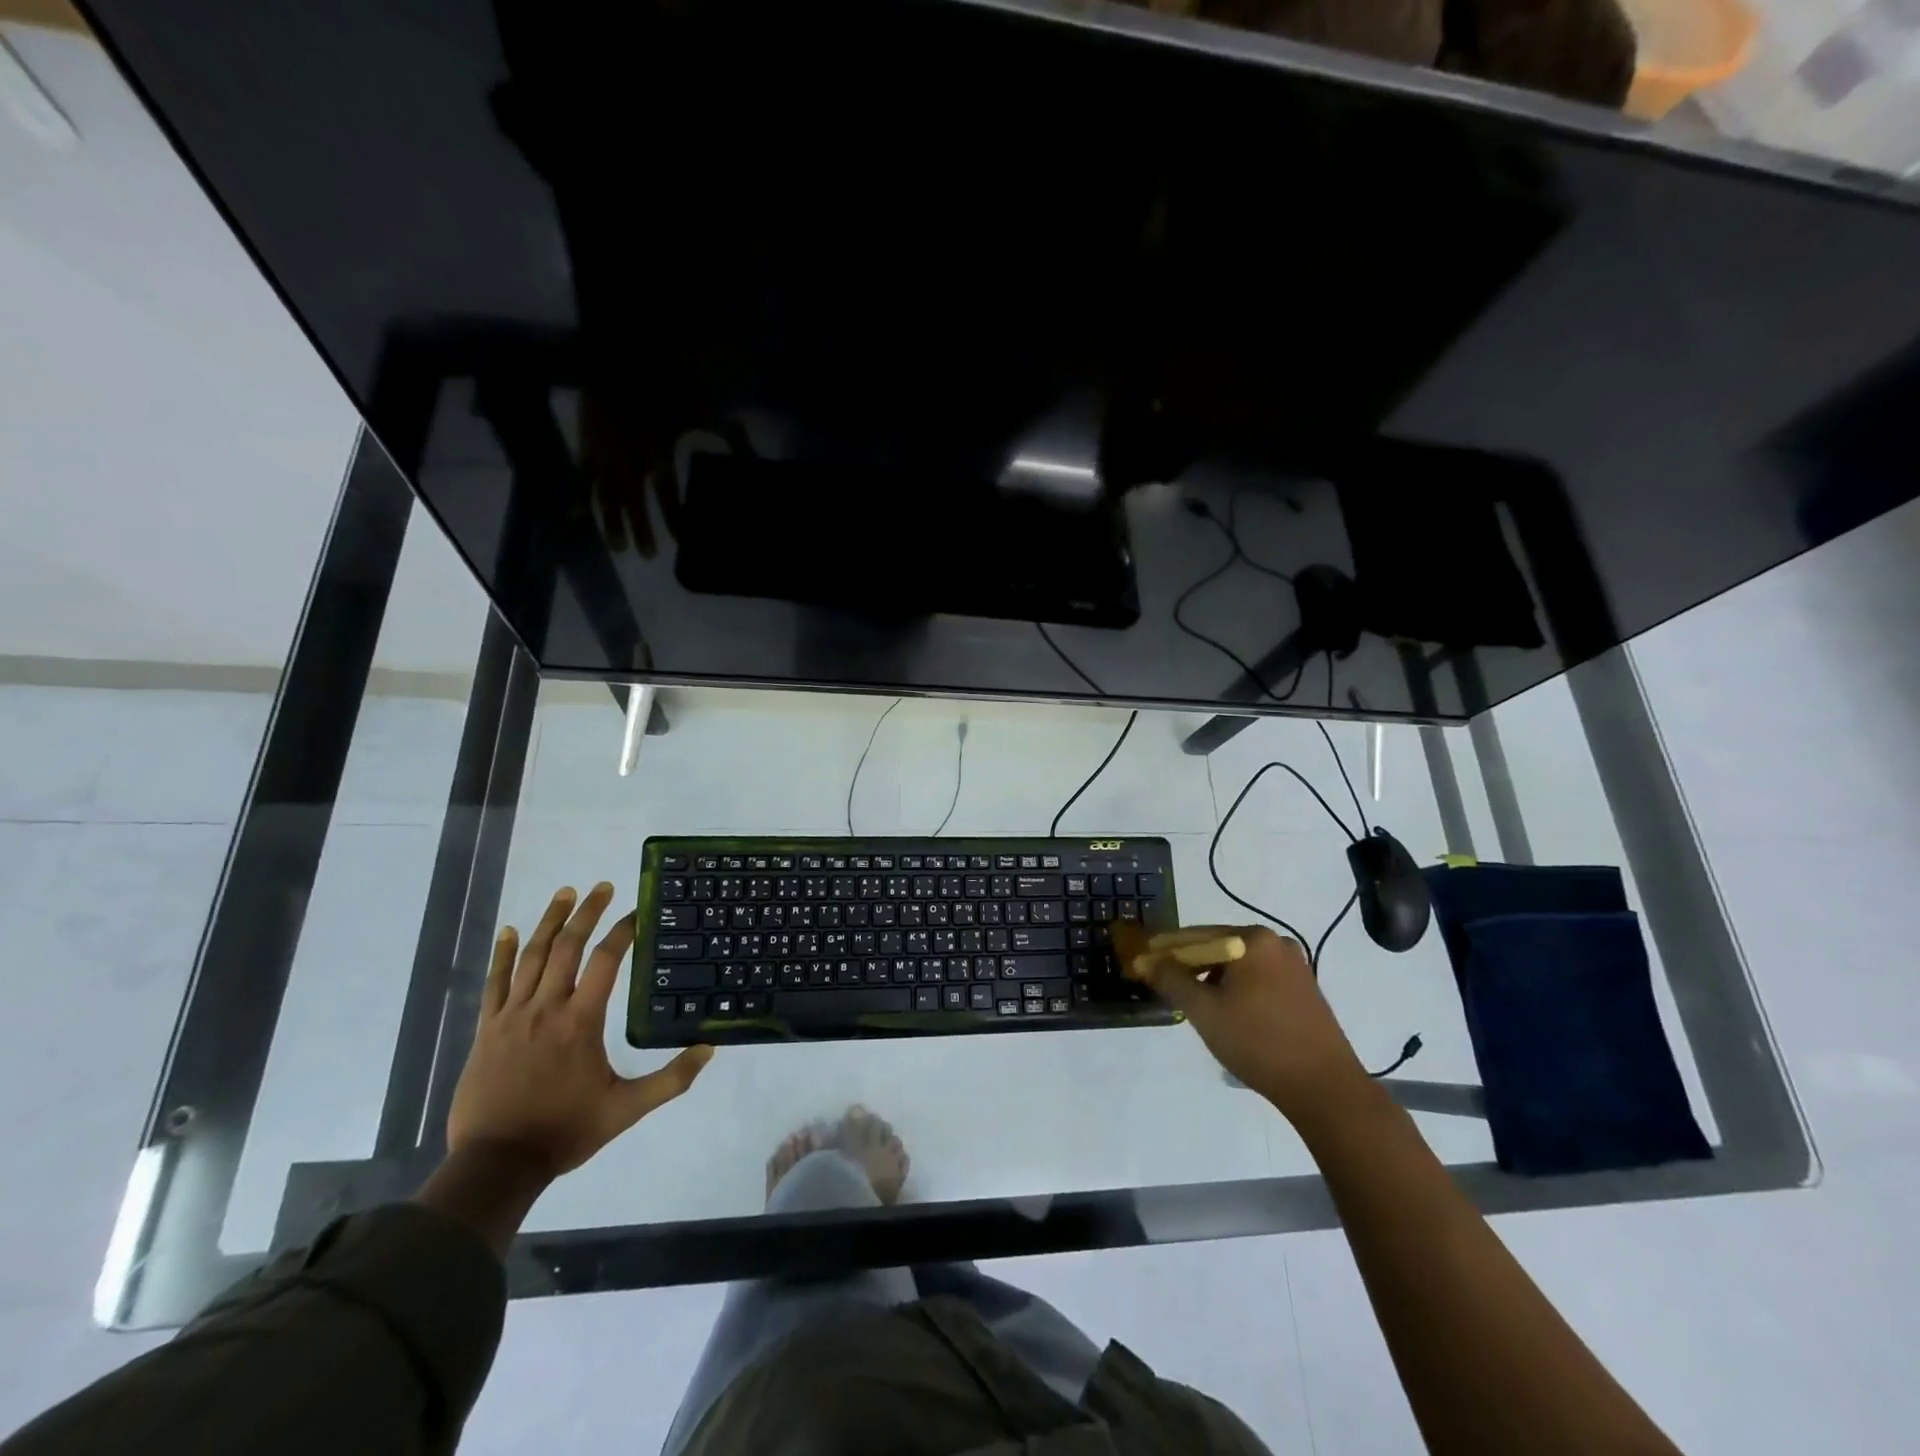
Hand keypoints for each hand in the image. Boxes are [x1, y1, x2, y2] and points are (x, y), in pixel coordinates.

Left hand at [448, 883, 712, 1178]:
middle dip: (587, 913)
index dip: (623, 932)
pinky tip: (507, 930)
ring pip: (531, 957)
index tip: (637, 912)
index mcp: (581, 1022)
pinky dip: (502, 954)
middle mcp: (547, 1008)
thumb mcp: (627, 1110)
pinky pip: (494, 983)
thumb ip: (670, 1079)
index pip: (606, 962)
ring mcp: (513, 1017)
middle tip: (602, 886)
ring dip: (549, 922)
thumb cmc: (565, 1131)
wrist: (496, 1164)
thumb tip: (710, 1049)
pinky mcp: (488, 1029)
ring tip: (565, 893)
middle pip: (567, 947)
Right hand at [1121, 924, 1370, 1124]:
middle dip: (1191, 966)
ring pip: (1239, 965)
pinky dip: (1238, 990)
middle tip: (1167, 988)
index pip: (1195, 936)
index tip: (1142, 963)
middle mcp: (1276, 942)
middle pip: (1218, 947)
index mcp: (1253, 939)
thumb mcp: (1204, 1010)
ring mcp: (1295, 965)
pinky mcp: (1305, 988)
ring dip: (1215, 981)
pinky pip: (1259, 979)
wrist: (1325, 1089)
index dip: (1165, 950)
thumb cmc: (1258, 1042)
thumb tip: (1146, 959)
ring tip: (1197, 1007)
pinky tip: (1230, 1015)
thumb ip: (1171, 979)